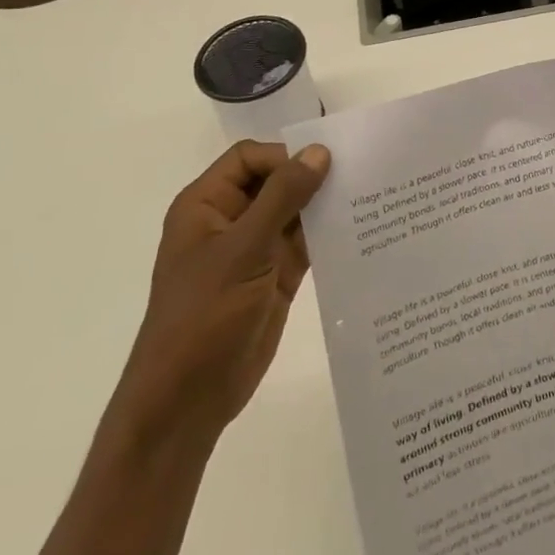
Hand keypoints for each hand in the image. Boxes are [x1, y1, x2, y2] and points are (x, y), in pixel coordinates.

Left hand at [115, 141, 331, 446]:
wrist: (186, 402)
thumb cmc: (203, 316)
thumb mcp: (243, 250)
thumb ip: (283, 198)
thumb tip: (319, 151)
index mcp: (207, 205)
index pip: (249, 159)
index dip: (284, 156)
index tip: (325, 164)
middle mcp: (230, 221)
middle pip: (275, 182)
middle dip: (311, 178)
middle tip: (359, 172)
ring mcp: (254, 251)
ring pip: (294, 213)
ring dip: (324, 207)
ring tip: (368, 196)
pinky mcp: (275, 277)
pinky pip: (305, 244)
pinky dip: (328, 236)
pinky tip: (359, 230)